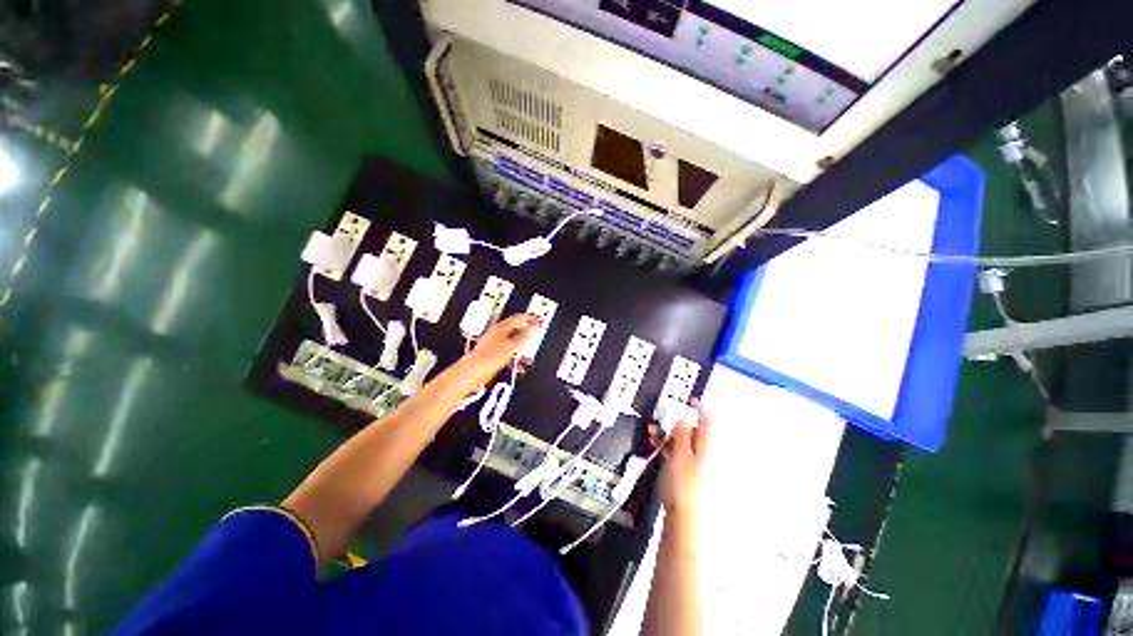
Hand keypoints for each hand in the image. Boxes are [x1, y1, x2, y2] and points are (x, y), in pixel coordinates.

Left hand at [464, 313, 539, 379]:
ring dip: (522, 350)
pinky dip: (516, 359)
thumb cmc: (488, 357)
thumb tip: (534, 328)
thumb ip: (524, 337)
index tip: (539, 323)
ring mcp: (495, 345)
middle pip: (517, 331)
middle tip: (535, 340)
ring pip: (513, 344)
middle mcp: (498, 334)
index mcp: (502, 327)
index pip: (519, 318)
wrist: (473, 372)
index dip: (530, 319)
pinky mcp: (494, 356)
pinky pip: (509, 355)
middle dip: (527, 337)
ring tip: (529, 357)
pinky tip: (519, 366)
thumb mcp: (512, 346)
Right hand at [649, 399, 710, 516]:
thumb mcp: (681, 455)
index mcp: (705, 448)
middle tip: (662, 416)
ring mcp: (690, 462)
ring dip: (667, 433)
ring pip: (680, 441)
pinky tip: (655, 443)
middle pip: (691, 431)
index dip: (699, 410)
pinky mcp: (681, 470)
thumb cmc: (684, 484)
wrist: (682, 516)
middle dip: (676, 421)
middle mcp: (700, 453)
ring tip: (653, 430)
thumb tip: (683, 415)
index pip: (706, 423)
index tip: (690, 400)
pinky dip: (665, 445)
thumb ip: (682, 435)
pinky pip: (674, 451)